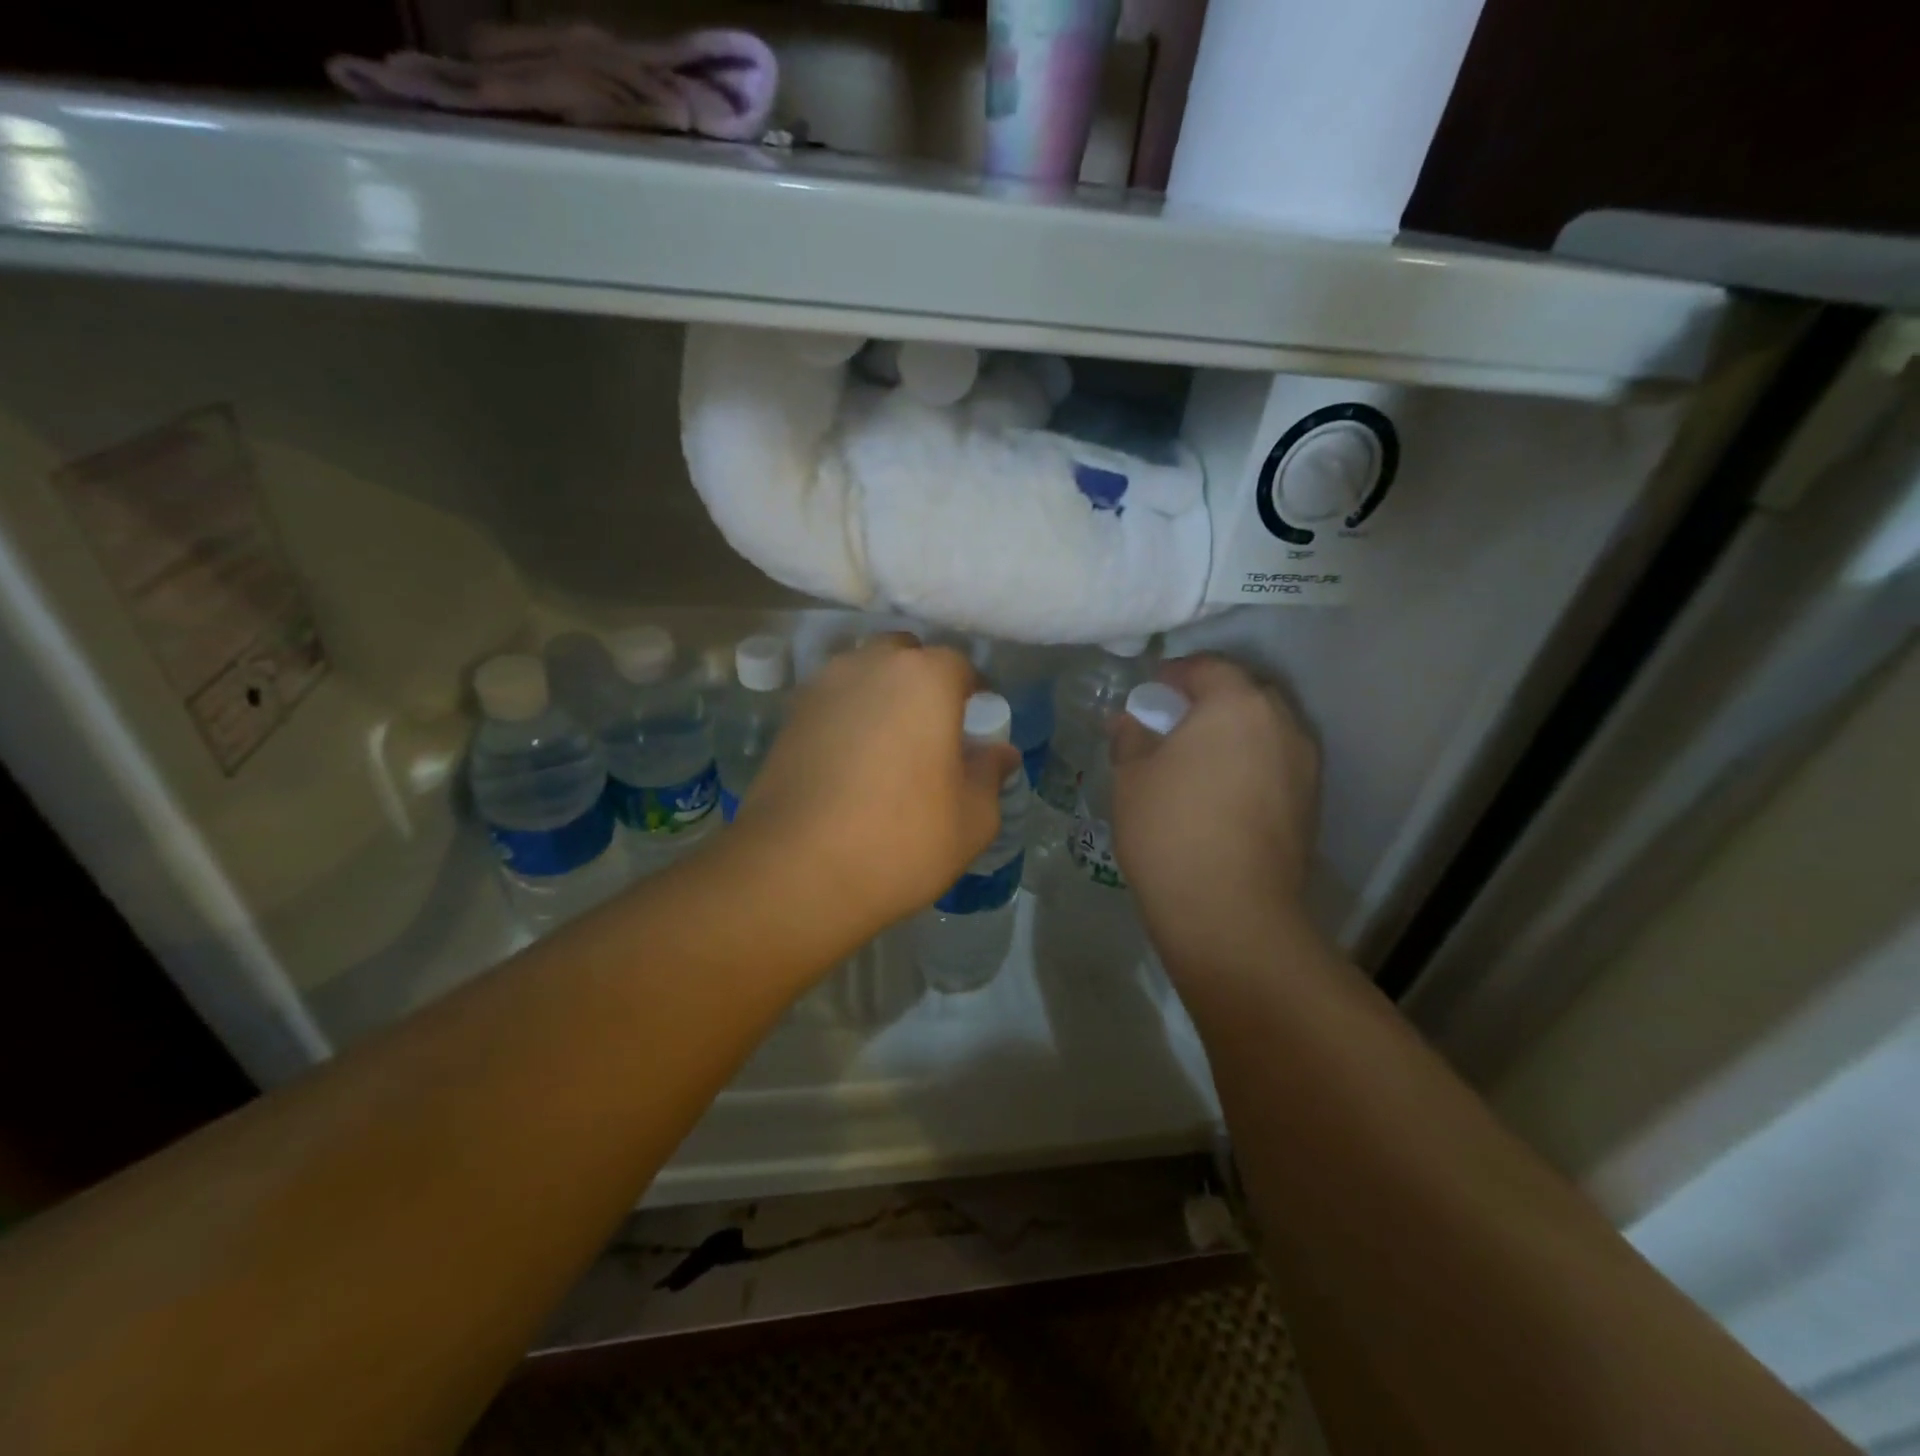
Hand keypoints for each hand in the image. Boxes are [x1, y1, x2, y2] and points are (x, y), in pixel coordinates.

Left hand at [732, 635, 1020, 935]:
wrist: (795, 871)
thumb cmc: (901, 840)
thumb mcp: (972, 819)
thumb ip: (990, 774)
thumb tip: (999, 752)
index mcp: (925, 678)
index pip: (961, 665)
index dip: (973, 695)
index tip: (975, 731)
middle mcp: (870, 665)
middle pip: (906, 657)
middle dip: (923, 683)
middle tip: (931, 733)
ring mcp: (822, 688)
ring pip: (863, 675)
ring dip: (880, 697)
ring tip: (886, 749)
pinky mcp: (788, 717)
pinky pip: (832, 703)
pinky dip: (846, 719)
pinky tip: (849, 765)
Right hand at [1110, 655, 1319, 955]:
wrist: (1230, 911)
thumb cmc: (1171, 829)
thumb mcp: (1131, 778)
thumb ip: (1130, 738)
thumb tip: (1128, 722)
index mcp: (1236, 705)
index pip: (1208, 667)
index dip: (1176, 674)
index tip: (1151, 691)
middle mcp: (1281, 724)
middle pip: (1245, 694)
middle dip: (1210, 700)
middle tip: (1174, 722)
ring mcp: (1303, 766)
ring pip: (1265, 731)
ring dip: (1234, 734)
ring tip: (1198, 760)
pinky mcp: (1310, 804)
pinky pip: (1276, 765)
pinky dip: (1250, 764)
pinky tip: (1222, 792)